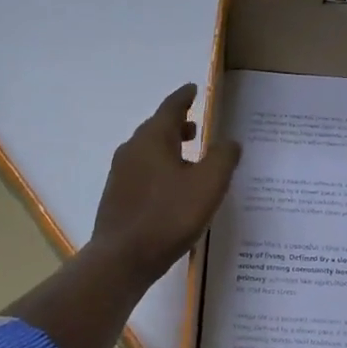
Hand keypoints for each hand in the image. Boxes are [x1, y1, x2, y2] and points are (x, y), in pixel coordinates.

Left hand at [91, 84, 241, 284]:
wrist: (122, 258)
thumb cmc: (169, 216)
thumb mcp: (208, 185)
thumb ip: (223, 158)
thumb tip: (229, 141)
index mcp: (153, 138)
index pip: (171, 107)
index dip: (185, 97)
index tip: (193, 89)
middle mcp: (132, 149)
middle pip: (157, 128)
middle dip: (177, 124)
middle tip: (196, 126)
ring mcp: (120, 173)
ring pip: (148, 150)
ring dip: (168, 147)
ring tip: (188, 157)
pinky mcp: (117, 196)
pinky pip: (142, 171)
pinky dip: (159, 168)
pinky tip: (171, 188)